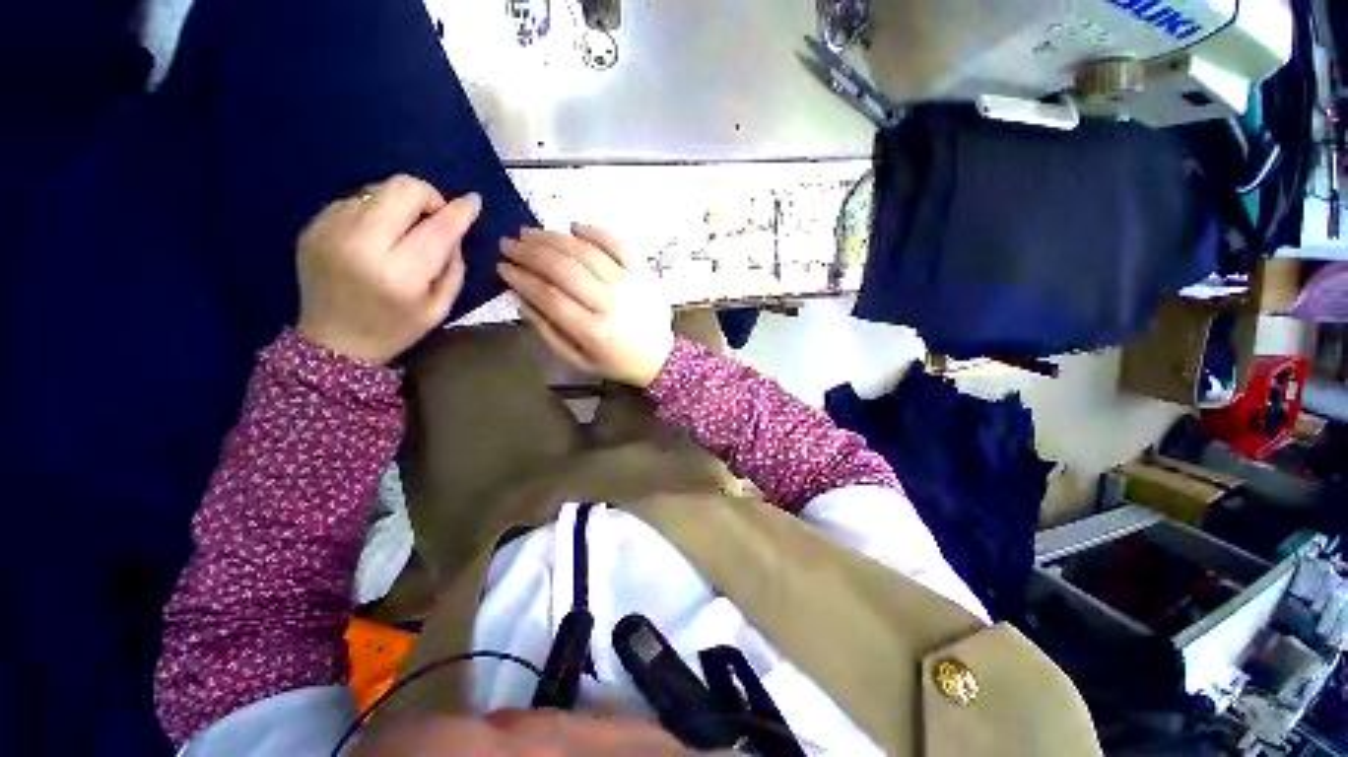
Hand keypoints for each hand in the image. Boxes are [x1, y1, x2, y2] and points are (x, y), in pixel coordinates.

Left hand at [296, 175, 479, 363]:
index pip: (437, 229)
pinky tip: (375, 237)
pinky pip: (355, 200)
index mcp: (398, 274)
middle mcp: (360, 244)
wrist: (332, 342)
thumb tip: (455, 227)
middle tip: (434, 218)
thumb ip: (453, 266)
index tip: (472, 202)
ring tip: (402, 232)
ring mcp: (329, 230)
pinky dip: (374, 212)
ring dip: (400, 205)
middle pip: (402, 189)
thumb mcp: (439, 307)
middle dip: (428, 197)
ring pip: (378, 189)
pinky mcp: (312, 225)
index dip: (459, 211)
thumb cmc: (396, 329)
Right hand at [498, 224, 673, 387]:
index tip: (502, 267)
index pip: (549, 296)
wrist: (659, 358)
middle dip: (530, 253)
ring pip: (587, 252)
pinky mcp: (644, 272)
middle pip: (564, 269)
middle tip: (509, 243)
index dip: (521, 279)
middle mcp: (610, 302)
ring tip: (530, 232)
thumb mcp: (578, 360)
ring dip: (554, 238)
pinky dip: (595, 232)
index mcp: (593, 330)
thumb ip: (549, 332)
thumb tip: (522, 298)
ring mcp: (630, 283)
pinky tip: (573, 227)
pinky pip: (619, 244)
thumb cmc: (615, 362)